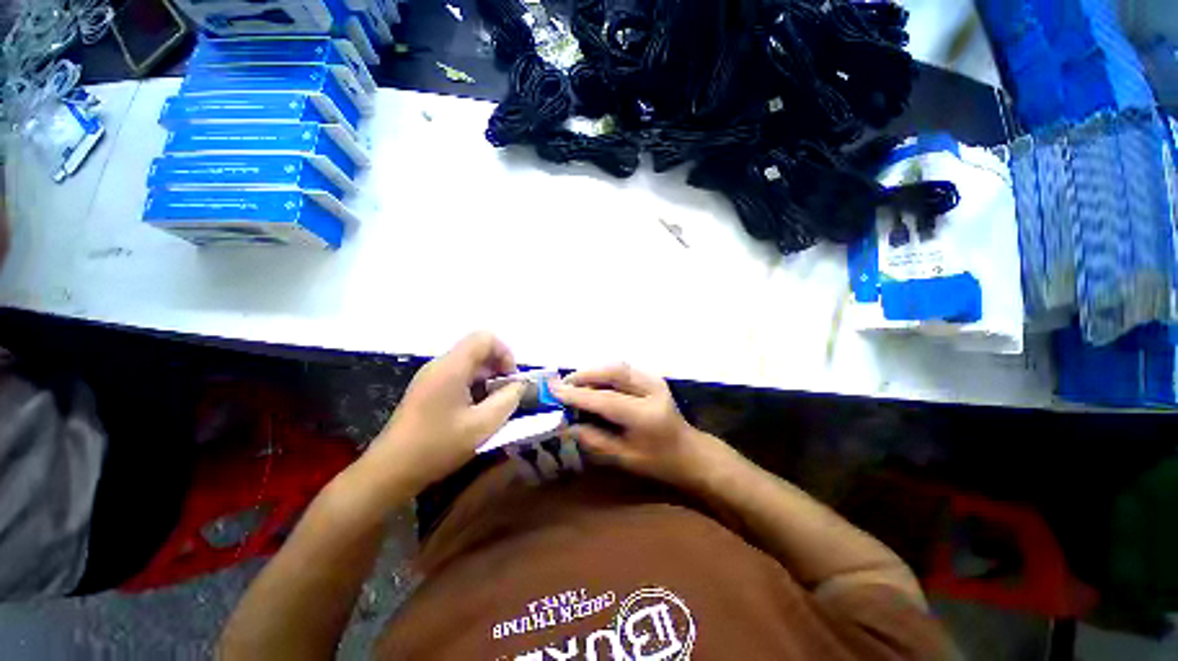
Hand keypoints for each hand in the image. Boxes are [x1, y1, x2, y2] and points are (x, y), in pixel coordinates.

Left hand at [367, 332, 524, 492]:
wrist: (390, 471)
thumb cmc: (437, 447)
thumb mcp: (483, 425)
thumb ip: (508, 399)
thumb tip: (520, 384)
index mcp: (451, 367)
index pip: (485, 338)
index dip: (505, 353)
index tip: (511, 380)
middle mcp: (440, 365)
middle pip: (477, 350)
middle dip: (498, 369)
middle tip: (507, 396)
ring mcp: (431, 377)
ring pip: (469, 364)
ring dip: (487, 380)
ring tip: (493, 407)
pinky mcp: (427, 389)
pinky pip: (458, 376)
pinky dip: (474, 387)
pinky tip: (475, 412)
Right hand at [550, 364, 727, 488]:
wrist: (689, 451)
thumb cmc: (658, 461)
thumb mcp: (624, 458)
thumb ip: (594, 439)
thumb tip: (567, 423)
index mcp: (646, 415)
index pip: (605, 399)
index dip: (577, 394)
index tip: (553, 390)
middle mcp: (652, 390)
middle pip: (613, 372)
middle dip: (584, 375)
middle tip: (562, 385)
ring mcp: (654, 379)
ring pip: (617, 366)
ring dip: (593, 372)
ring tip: (574, 383)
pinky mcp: (653, 376)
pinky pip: (623, 369)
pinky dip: (604, 372)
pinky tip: (593, 382)